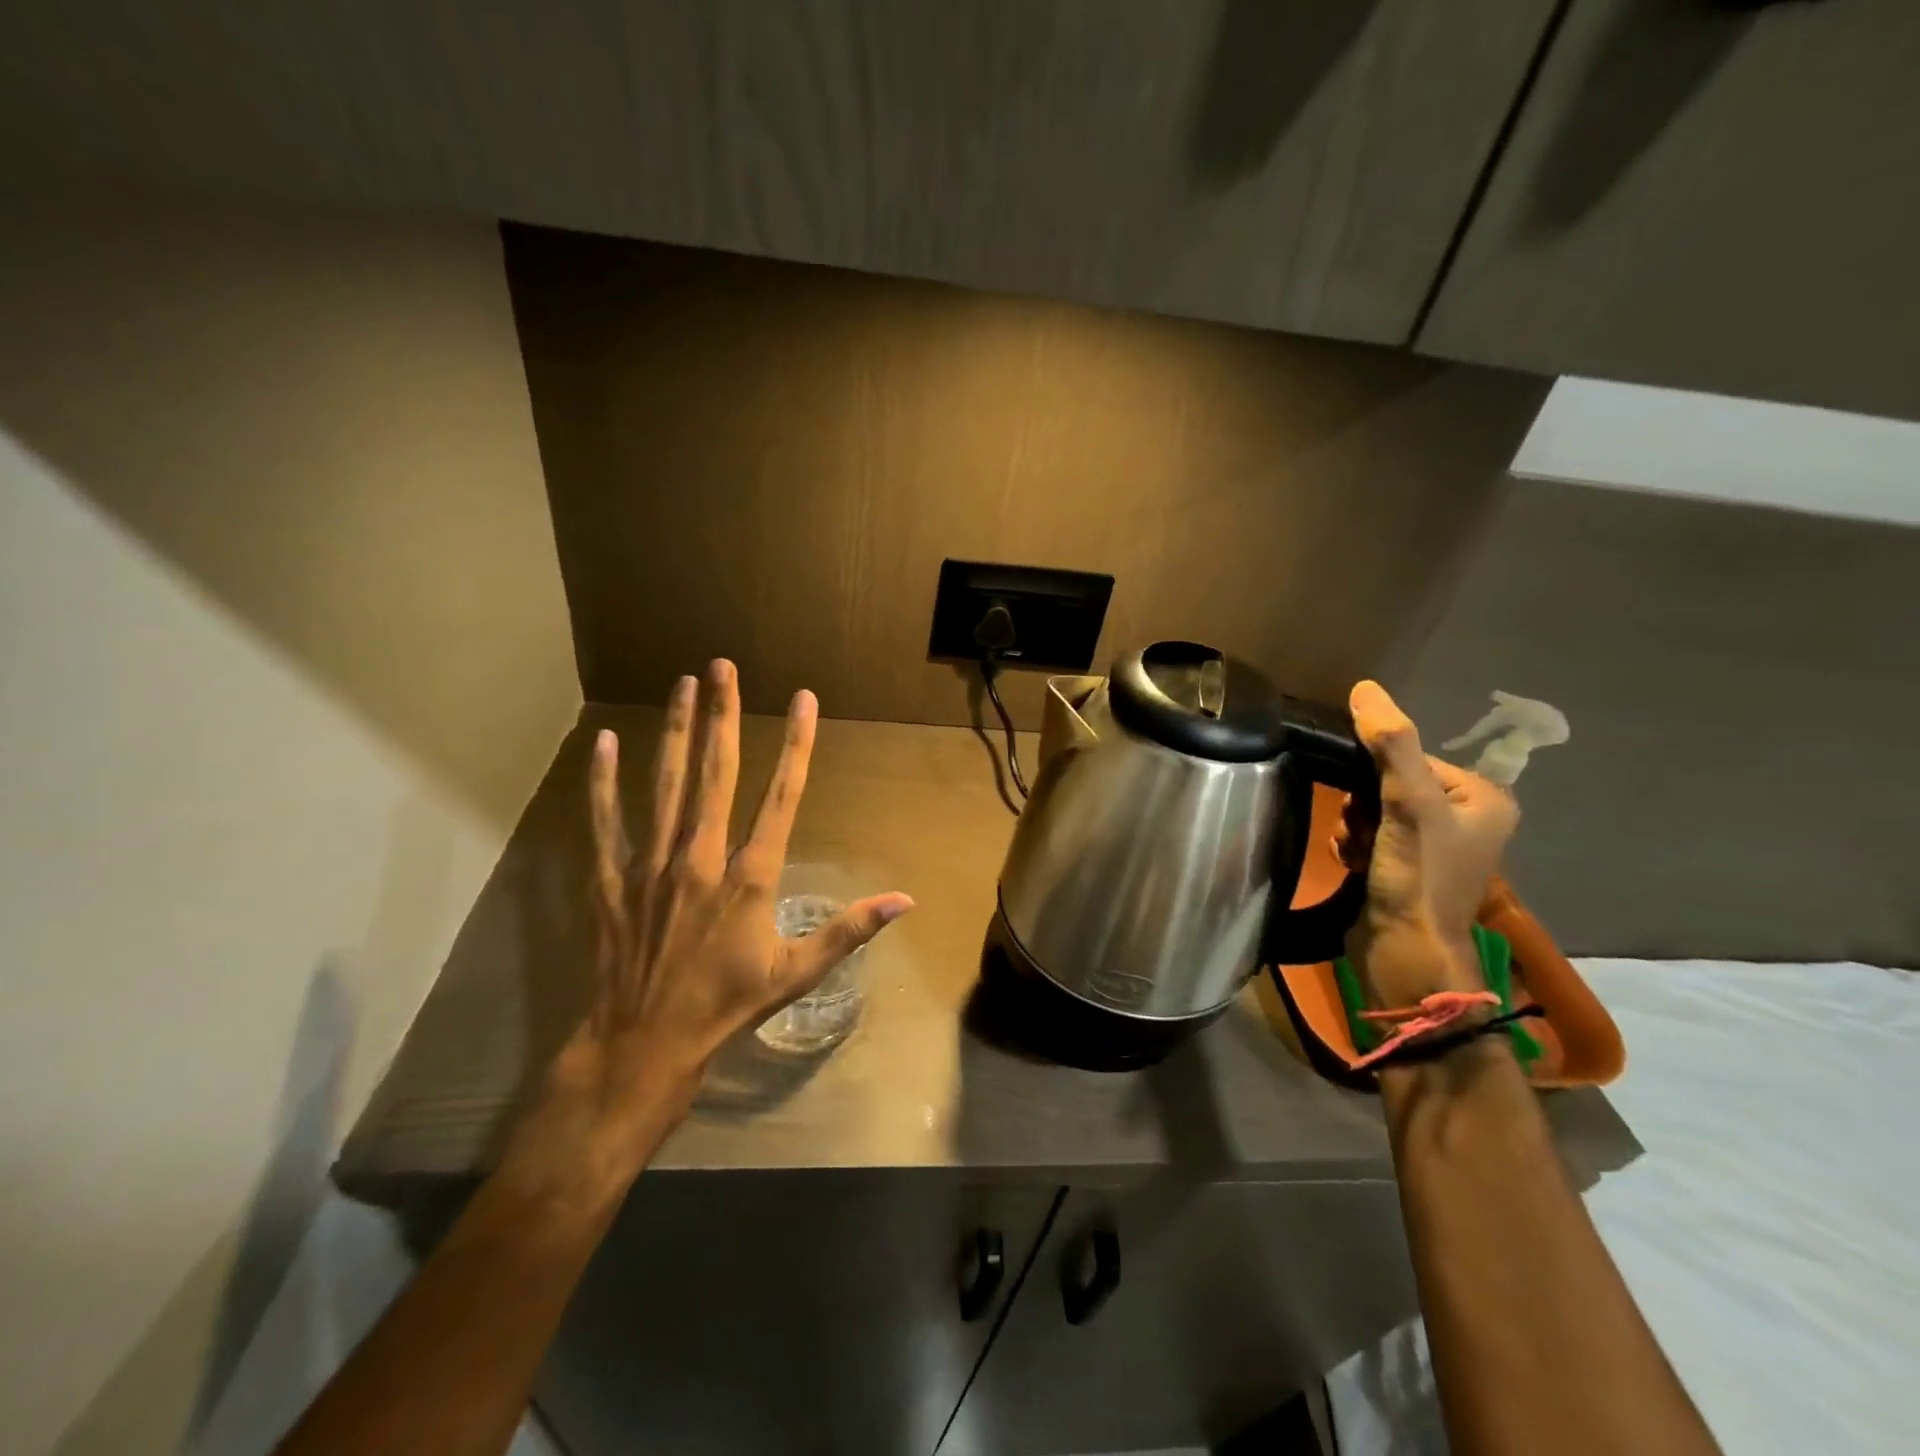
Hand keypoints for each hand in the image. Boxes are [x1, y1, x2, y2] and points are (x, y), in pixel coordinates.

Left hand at [507, 661, 913, 1202]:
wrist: (646, 1043)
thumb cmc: (729, 1005)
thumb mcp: (797, 972)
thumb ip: (850, 928)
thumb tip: (906, 901)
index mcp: (750, 876)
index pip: (781, 796)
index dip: (796, 744)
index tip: (803, 699)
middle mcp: (702, 857)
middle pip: (716, 773)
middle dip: (723, 715)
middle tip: (722, 665)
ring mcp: (653, 864)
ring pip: (666, 785)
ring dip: (674, 731)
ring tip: (682, 684)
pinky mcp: (613, 879)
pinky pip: (606, 822)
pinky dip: (604, 782)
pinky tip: (605, 742)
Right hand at [1337, 680, 1517, 1006]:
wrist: (1404, 954)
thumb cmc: (1419, 878)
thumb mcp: (1409, 805)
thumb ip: (1390, 745)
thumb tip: (1364, 687)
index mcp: (1483, 798)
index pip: (1411, 757)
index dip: (1378, 774)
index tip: (1371, 804)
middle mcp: (1465, 819)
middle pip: (1388, 783)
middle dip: (1363, 805)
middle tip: (1365, 831)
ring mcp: (1435, 848)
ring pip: (1372, 810)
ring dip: (1354, 827)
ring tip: (1358, 853)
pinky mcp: (1405, 869)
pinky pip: (1368, 836)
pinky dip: (1354, 846)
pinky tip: (1353, 864)